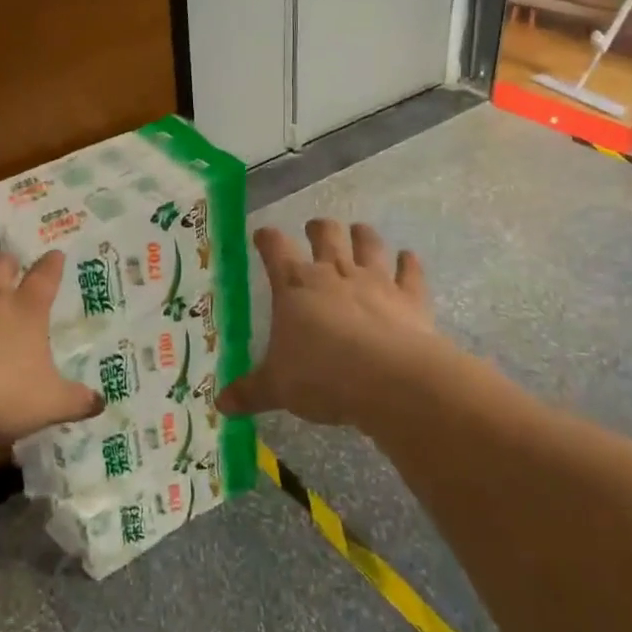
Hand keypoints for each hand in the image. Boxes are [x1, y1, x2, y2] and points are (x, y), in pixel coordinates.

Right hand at [217, 220, 439, 427]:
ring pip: (368, 244)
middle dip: (318, 228)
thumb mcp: (277, 387)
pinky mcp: (409, 297)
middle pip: (325, 235)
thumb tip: (221, 403)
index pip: (275, 249)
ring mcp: (375, 281)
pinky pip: (410, 272)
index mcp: (294, 286)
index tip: (262, 235)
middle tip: (315, 228)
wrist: (390, 380)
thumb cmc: (322, 376)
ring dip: (363, 235)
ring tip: (359, 231)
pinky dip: (409, 263)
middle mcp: (334, 273)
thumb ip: (250, 391)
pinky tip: (408, 257)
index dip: (267, 238)